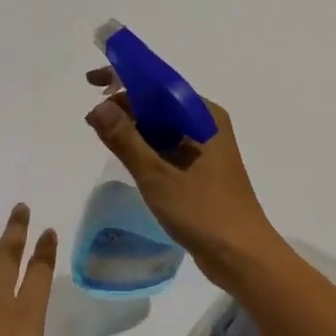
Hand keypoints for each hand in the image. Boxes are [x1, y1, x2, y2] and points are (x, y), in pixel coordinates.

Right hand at [84, 69, 281, 272]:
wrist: (243, 257)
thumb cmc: (203, 212)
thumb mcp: (157, 175)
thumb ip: (125, 140)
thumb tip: (97, 106)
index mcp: (203, 116)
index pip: (159, 83)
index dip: (124, 78)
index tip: (92, 82)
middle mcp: (206, 124)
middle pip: (160, 102)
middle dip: (126, 105)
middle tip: (92, 120)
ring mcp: (206, 147)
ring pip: (163, 125)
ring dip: (135, 127)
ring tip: (103, 136)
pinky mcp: (202, 169)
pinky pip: (169, 145)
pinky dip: (147, 146)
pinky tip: (128, 157)